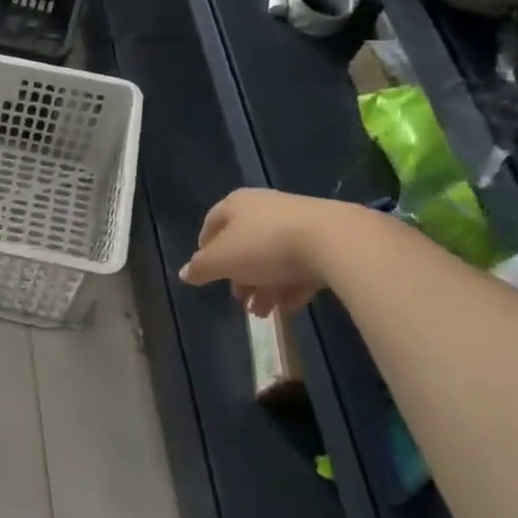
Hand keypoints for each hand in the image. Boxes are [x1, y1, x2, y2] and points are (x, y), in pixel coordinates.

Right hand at [178, 188, 339, 316]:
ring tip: (264, 313)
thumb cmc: (264, 246)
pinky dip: (290, 285)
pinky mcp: (325, 239)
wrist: (334, 241)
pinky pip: (300, 264)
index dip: (205, 248)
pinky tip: (288, 308)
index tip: (206, 272)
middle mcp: (264, 208)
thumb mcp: (222, 261)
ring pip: (272, 258)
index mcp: (236, 204)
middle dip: (239, 277)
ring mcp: (297, 222)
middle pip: (244, 244)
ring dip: (264, 287)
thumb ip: (201, 268)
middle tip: (239, 300)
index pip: (212, 223)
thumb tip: (183, 273)